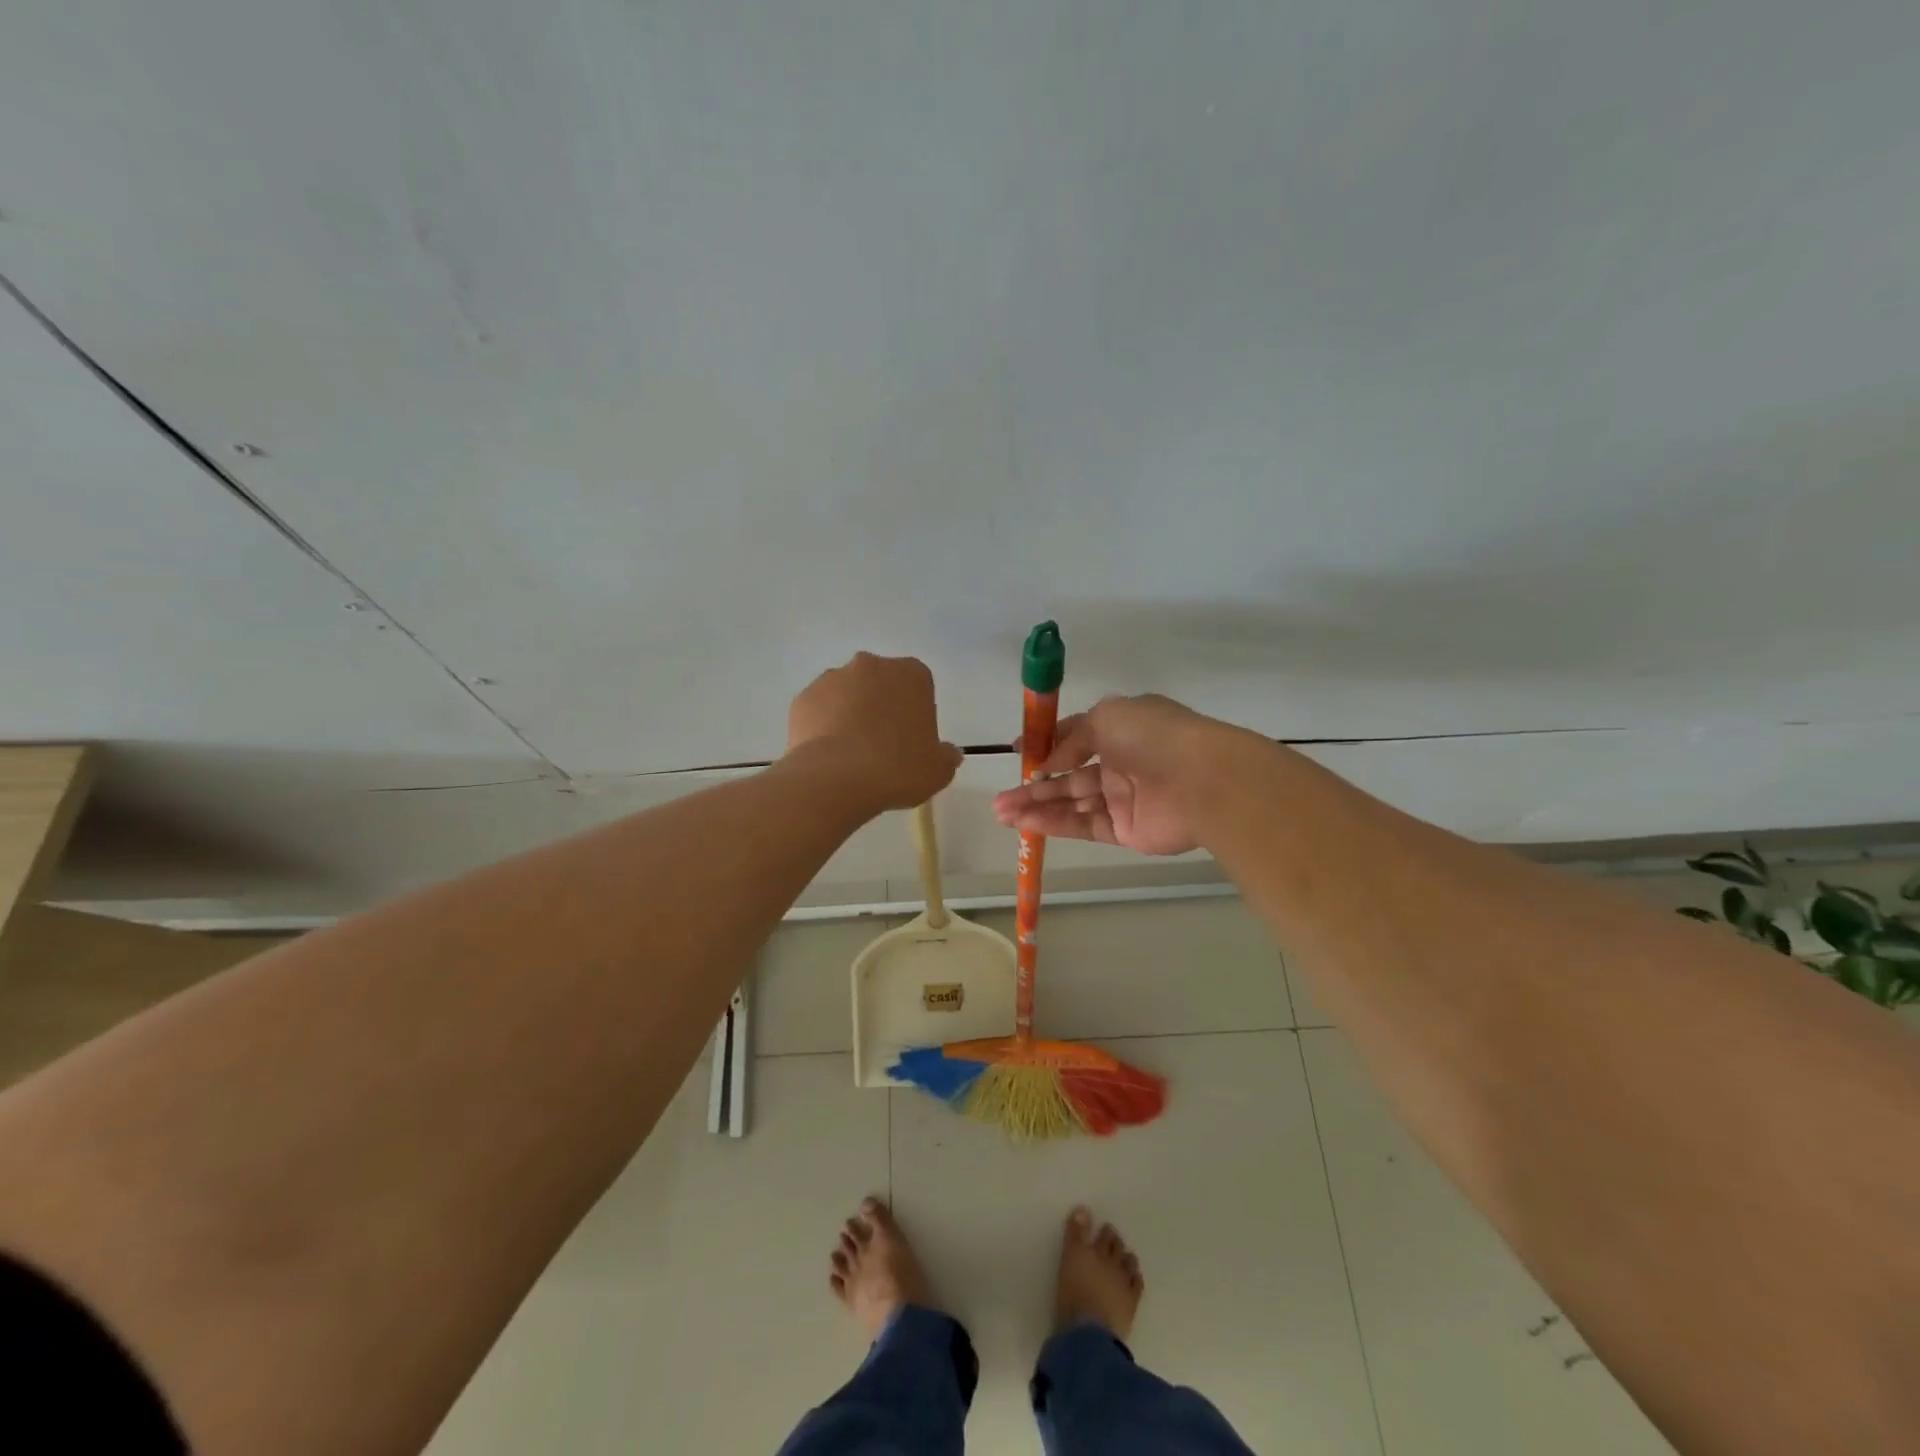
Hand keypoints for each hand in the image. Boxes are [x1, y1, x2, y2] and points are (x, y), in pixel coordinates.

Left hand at [786, 653, 963, 810]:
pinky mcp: (803, 698)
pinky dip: (823, 726)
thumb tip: (948, 753)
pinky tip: (828, 755)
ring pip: (846, 694)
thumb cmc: (898, 768)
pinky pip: (819, 710)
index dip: (915, 712)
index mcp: (911, 674)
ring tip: (851, 754)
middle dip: (881, 706)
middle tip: (882, 745)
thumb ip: (946, 756)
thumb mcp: (938, 770)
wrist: (837, 779)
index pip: (918, 684)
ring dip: (850, 713)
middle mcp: (871, 666)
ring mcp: (832, 678)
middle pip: (880, 683)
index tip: (912, 739)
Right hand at [991, 694, 1229, 855]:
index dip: (1046, 745)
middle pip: (1068, 776)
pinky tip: (1027, 823)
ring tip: (1001, 812)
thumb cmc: (1154, 736)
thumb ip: (1073, 738)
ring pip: (1071, 802)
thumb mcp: (1106, 717)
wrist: (1204, 781)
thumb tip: (1051, 760)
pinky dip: (1055, 823)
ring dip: (1036, 806)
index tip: (1018, 753)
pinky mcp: (1125, 831)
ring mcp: (1123, 799)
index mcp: (1121, 729)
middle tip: (999, 798)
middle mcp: (1121, 763)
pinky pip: (1083, 825)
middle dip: (1033, 785)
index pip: (1076, 736)